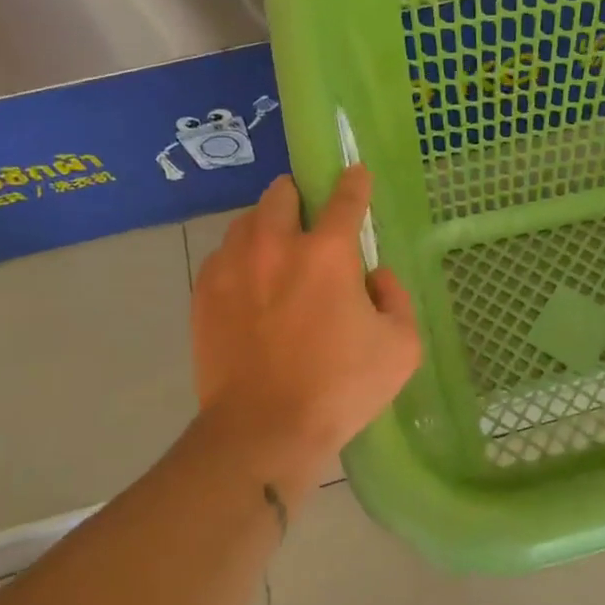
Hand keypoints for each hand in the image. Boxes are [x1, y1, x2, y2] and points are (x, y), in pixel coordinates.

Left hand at [192, 166, 421, 468]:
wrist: (263, 431)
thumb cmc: (341, 388)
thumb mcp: (401, 347)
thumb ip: (396, 298)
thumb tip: (375, 276)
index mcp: (327, 253)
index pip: (345, 197)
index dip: (354, 181)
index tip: (355, 173)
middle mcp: (275, 245)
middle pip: (281, 192)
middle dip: (299, 196)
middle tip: (310, 222)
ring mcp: (232, 267)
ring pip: (247, 221)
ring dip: (267, 226)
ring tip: (278, 255)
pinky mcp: (204, 293)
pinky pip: (223, 256)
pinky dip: (241, 259)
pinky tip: (251, 287)